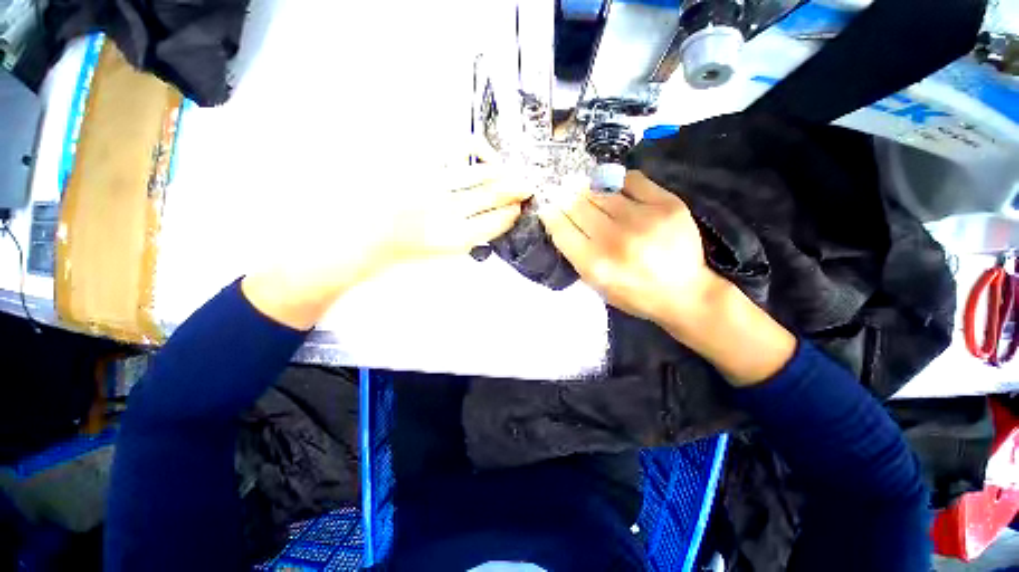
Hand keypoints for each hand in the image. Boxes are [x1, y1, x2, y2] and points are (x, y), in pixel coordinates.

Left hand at [243, 152, 529, 330]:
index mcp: (451, 240)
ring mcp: (430, 187)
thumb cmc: (395, 258)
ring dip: (499, 174)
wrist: (350, 242)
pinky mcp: (414, 167)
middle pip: (488, 197)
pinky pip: (450, 152)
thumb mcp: (434, 259)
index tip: (517, 211)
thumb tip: (484, 228)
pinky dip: (471, 149)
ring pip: (476, 177)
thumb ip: (463, 241)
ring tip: (511, 173)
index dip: (507, 216)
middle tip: (527, 187)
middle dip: (512, 191)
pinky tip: (482, 153)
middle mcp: (445, 212)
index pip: (491, 224)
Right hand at [537, 170, 719, 326]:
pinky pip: (632, 179)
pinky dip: (618, 180)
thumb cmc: (634, 293)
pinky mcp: (667, 204)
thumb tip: (561, 221)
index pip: (561, 229)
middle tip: (565, 193)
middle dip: (566, 198)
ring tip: (586, 188)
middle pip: (578, 206)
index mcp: (594, 264)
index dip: (550, 214)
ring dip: (588, 188)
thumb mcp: (597, 285)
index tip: (548, 207)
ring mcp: (642, 219)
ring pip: (601, 190)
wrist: (684, 293)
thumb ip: (577, 255)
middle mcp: (614, 240)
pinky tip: (614, 186)